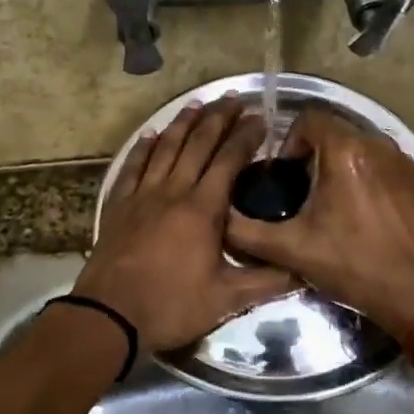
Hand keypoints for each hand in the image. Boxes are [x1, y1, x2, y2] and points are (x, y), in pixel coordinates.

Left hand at [73, 97, 295, 353]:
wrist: (109, 315)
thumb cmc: (170, 305)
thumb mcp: (226, 300)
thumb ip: (266, 282)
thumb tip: (304, 270)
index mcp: (202, 209)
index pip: (228, 161)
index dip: (245, 137)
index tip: (260, 118)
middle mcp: (173, 191)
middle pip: (197, 145)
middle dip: (217, 119)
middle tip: (232, 98)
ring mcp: (142, 195)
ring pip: (165, 148)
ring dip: (182, 124)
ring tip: (197, 104)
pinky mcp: (118, 205)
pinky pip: (132, 167)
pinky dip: (143, 148)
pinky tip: (150, 135)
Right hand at [225, 107, 413, 339]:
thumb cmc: (353, 265)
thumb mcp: (291, 249)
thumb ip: (246, 231)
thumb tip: (221, 219)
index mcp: (345, 151)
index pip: (309, 118)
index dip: (290, 141)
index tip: (285, 175)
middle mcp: (378, 145)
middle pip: (336, 132)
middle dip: (314, 155)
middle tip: (302, 193)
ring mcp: (404, 162)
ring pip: (361, 149)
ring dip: (341, 167)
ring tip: (331, 206)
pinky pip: (384, 166)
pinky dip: (367, 180)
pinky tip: (363, 216)